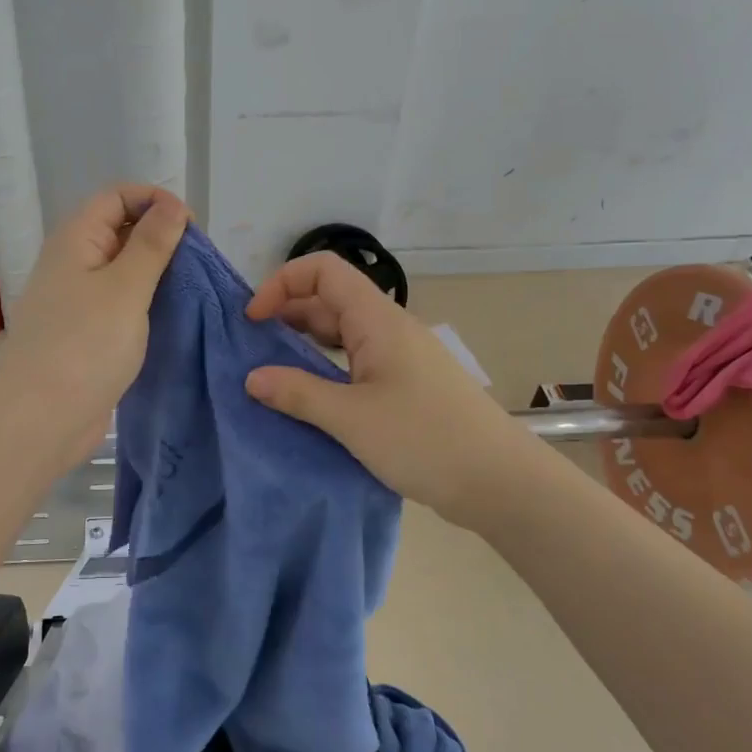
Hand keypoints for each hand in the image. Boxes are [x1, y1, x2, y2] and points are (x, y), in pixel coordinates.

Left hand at [0, 184, 190, 469]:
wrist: (40, 420)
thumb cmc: (84, 346)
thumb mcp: (126, 288)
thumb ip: (151, 244)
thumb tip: (172, 205)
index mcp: (75, 240)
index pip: (116, 195)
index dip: (155, 200)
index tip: (192, 227)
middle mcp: (73, 263)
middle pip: (120, 229)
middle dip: (160, 236)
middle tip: (196, 262)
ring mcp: (76, 300)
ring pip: (122, 269)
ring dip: (156, 273)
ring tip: (191, 289)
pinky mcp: (85, 333)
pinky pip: (119, 303)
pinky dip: (145, 303)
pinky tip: (170, 317)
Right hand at [244, 253, 531, 526]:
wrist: (500, 481)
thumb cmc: (425, 440)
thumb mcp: (352, 419)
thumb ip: (298, 394)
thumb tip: (252, 378)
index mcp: (377, 320)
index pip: (323, 270)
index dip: (282, 282)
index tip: (253, 319)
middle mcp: (388, 328)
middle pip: (330, 299)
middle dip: (286, 314)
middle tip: (251, 348)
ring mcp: (400, 357)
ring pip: (342, 333)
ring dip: (304, 343)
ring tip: (270, 371)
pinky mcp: (405, 385)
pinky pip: (355, 362)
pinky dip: (326, 369)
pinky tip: (309, 396)